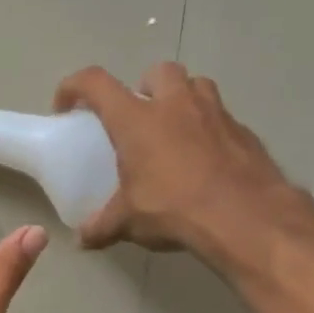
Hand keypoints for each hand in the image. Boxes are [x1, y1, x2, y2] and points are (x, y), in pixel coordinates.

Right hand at [54, 63, 296, 258]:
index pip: (95, 83)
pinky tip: (204, 161)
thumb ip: (102, 226)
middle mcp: (175, 105)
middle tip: (137, 117)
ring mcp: (215, 114)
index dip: (74, 86)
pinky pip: (221, 118)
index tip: (66, 106)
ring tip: (173, 132)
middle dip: (143, 87)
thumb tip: (82, 240)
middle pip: (157, 72)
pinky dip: (209, 130)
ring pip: (196, 85)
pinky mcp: (245, 132)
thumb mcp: (128, 221)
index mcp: (136, 119)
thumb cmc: (175, 208)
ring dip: (181, 99)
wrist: (247, 218)